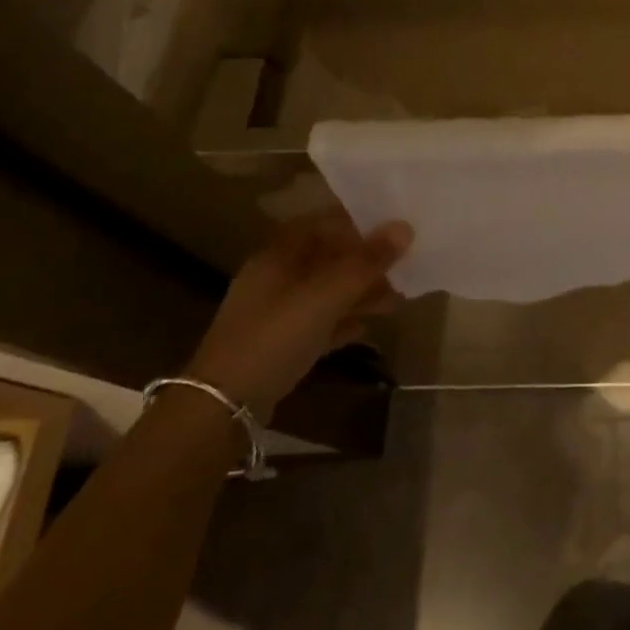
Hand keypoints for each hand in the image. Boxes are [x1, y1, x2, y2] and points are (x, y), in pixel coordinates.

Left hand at [184, 214, 411, 419]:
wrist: (223, 405)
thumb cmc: (275, 335)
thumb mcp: (326, 295)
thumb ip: (366, 262)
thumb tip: (405, 227)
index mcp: (279, 254)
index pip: (324, 224)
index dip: (360, 224)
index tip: (395, 231)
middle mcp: (276, 277)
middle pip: (329, 259)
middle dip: (367, 263)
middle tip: (405, 268)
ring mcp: (276, 313)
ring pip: (327, 292)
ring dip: (361, 293)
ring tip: (397, 300)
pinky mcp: (279, 345)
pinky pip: (320, 323)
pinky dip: (343, 321)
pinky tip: (367, 328)